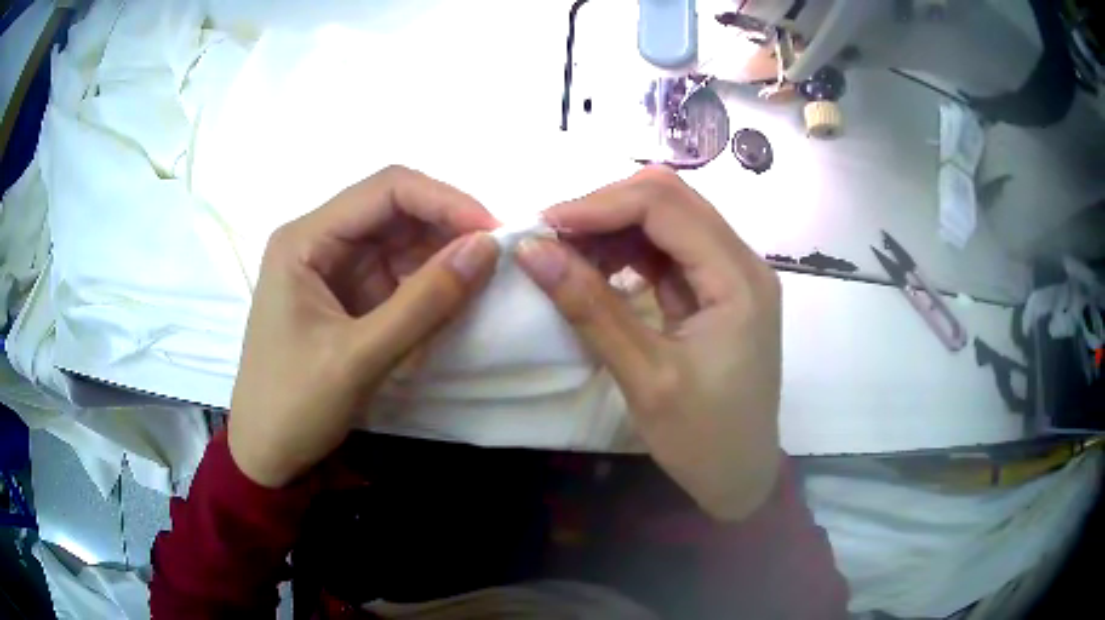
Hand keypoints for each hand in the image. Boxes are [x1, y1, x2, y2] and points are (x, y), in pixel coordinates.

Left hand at [228, 166, 499, 487]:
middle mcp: (319, 240)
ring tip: (482, 278)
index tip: (493, 231)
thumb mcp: (359, 358)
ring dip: (442, 254)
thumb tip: (487, 247)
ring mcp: (335, 267)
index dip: (444, 200)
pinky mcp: (349, 295)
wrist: (268, 454)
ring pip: (401, 240)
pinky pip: (398, 273)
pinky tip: (453, 298)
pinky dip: (429, 282)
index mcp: (305, 240)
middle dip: (447, 226)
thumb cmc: (295, 405)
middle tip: (496, 255)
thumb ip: (425, 302)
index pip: (385, 190)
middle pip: (395, 209)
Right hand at [517, 167, 781, 520]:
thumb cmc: (703, 439)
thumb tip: (531, 251)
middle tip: (551, 238)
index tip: (543, 226)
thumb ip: (590, 308)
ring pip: (667, 219)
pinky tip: (596, 267)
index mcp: (737, 279)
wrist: (740, 476)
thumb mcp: (644, 377)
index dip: (599, 205)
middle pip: (669, 200)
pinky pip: (668, 250)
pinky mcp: (716, 291)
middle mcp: (742, 262)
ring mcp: (731, 274)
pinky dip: (627, 251)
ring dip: (613, 227)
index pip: (665, 206)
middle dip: (605, 209)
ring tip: (566, 253)